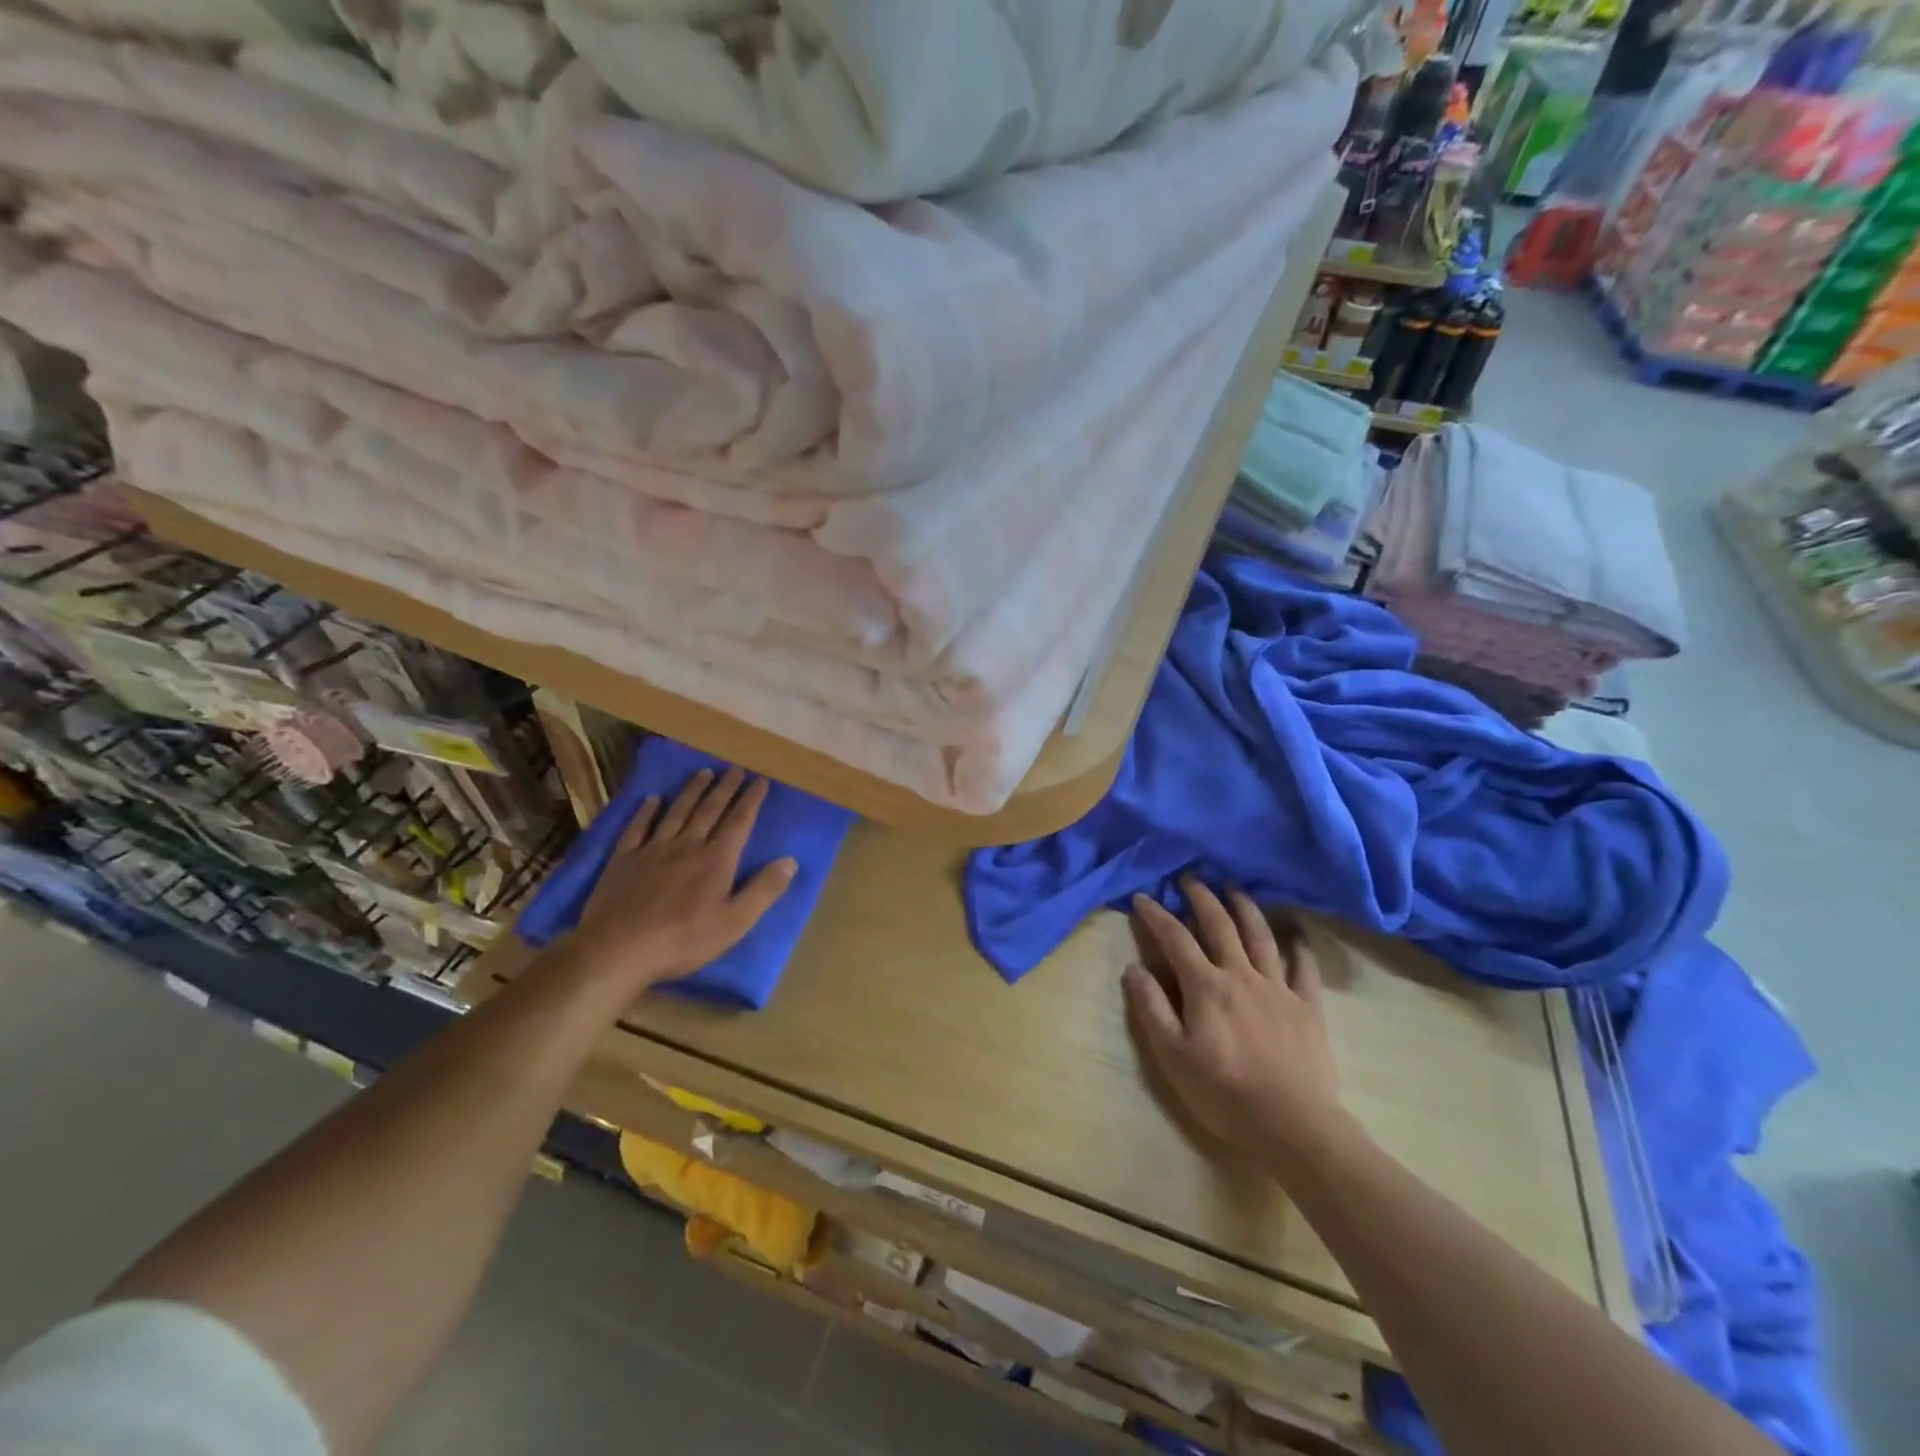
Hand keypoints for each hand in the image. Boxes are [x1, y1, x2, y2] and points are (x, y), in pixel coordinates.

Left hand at [566, 766, 794, 990]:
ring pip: (677, 812)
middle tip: (735, 769)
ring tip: (703, 772)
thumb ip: (764, 890)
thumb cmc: (683, 940)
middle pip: (709, 810)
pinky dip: (646, 811)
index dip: (751, 800)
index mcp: (716, 860)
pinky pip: (637, 828)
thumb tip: (791, 861)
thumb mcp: (735, 922)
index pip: (739, 822)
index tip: (760, 781)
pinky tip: (651, 799)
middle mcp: (687, 845)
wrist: (618, 949)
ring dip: (692, 791)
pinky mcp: (624, 859)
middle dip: (725, 788)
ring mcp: (653, 849)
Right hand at [1124, 879, 1344, 1163]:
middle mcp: (1241, 974)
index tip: (1143, 896)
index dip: (1157, 915)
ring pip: (1261, 935)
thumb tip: (1133, 968)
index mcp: (1205, 986)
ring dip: (1245, 907)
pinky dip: (1298, 944)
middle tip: (1192, 878)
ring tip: (1235, 889)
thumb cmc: (1224, 1092)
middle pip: (1220, 925)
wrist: (1293, 1124)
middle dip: (1202, 897)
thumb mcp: (1172, 1056)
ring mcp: (1278, 987)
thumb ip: (1152, 1008)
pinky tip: (1295, 931)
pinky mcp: (1307, 1005)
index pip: (1175, 938)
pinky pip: (1303, 966)